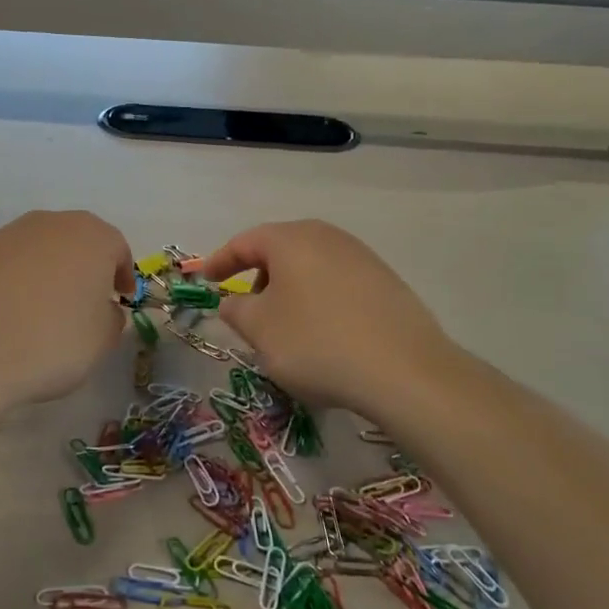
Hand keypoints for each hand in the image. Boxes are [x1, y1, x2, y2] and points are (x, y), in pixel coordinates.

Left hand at [0, 210, 133, 411]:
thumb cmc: (50, 342)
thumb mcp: (101, 341)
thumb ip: (110, 318)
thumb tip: (101, 310)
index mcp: (90, 237)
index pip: (117, 249)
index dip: (122, 275)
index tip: (120, 299)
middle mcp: (48, 224)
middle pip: (74, 242)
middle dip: (81, 269)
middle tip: (82, 303)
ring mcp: (3, 235)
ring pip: (35, 251)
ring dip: (43, 274)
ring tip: (38, 313)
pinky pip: (1, 267)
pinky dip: (8, 284)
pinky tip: (3, 317)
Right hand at [199, 220, 464, 420]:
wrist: (403, 371)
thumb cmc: (316, 343)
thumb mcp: (260, 330)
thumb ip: (236, 310)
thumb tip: (233, 302)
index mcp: (291, 239)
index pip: (244, 242)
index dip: (219, 262)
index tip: (204, 282)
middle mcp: (328, 237)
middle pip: (280, 250)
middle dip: (258, 278)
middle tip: (247, 310)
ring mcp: (363, 258)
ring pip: (311, 268)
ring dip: (290, 292)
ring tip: (285, 328)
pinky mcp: (387, 283)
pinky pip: (338, 285)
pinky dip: (319, 302)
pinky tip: (323, 335)